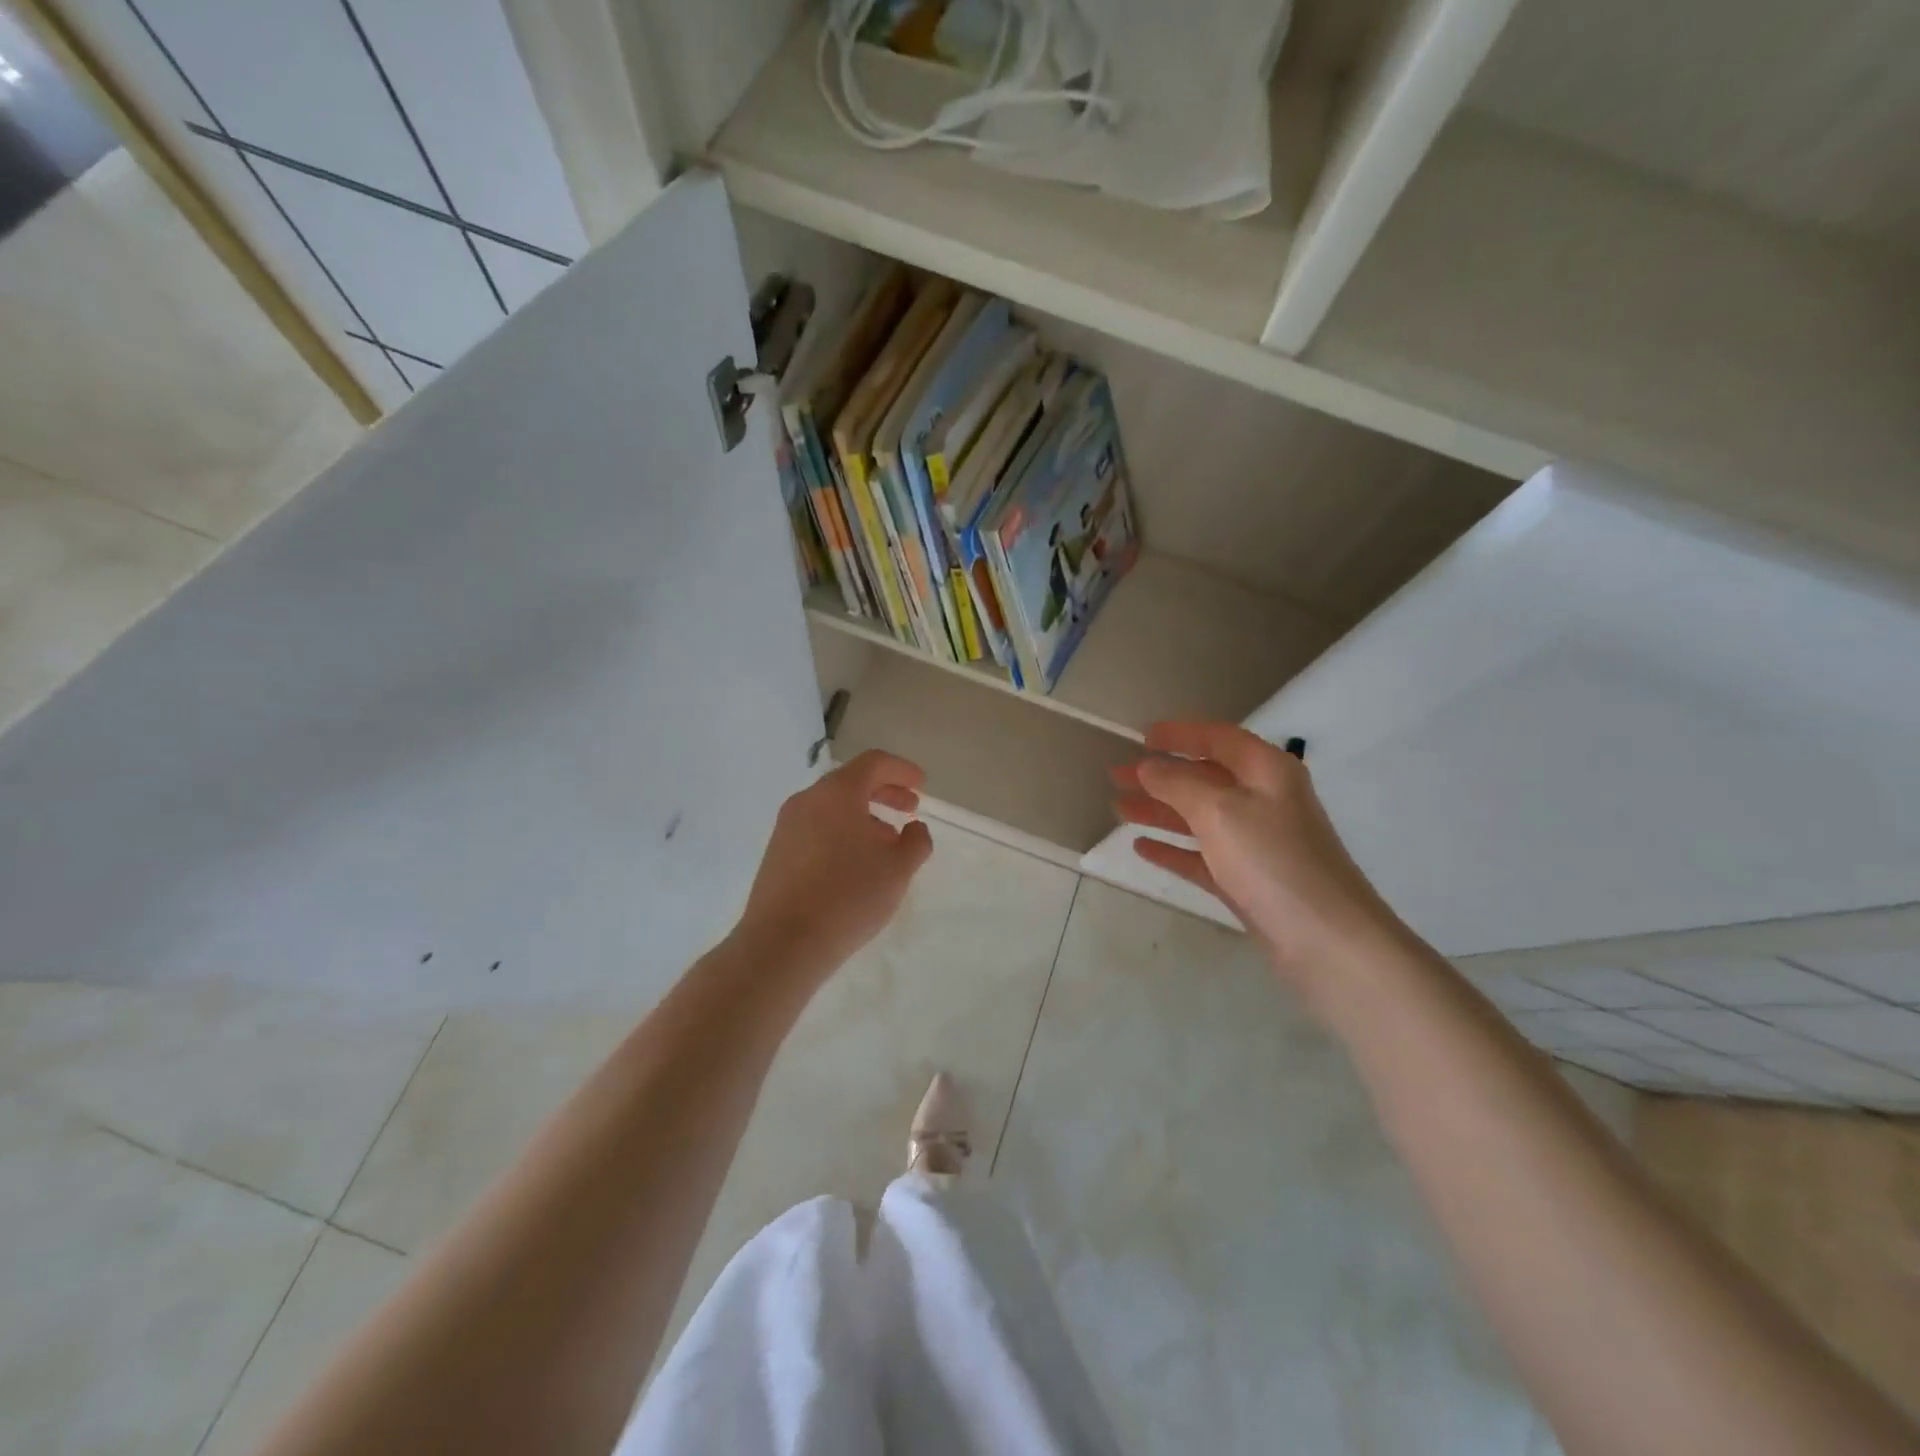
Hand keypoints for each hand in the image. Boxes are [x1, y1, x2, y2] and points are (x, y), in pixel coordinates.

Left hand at [736, 750, 933, 977]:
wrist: (783, 943)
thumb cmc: (848, 896)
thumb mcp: (898, 869)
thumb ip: (916, 841)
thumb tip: (914, 828)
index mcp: (837, 793)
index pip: (873, 762)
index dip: (901, 770)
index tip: (921, 785)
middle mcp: (807, 800)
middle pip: (851, 782)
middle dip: (885, 791)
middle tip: (909, 808)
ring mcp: (787, 826)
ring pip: (833, 807)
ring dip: (864, 815)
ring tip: (887, 843)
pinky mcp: (777, 853)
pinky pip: (817, 828)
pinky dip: (842, 832)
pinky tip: (856, 863)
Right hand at [1112, 722, 1405, 992]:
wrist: (1327, 941)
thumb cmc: (1273, 860)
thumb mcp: (1219, 810)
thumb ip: (1178, 783)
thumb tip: (1148, 766)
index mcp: (1266, 772)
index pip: (1218, 738)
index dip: (1179, 734)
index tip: (1141, 737)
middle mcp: (1263, 801)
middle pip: (1203, 777)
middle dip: (1159, 775)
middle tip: (1116, 775)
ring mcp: (1256, 843)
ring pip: (1198, 817)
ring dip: (1159, 810)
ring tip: (1119, 808)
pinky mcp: (1247, 880)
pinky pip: (1202, 855)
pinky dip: (1173, 848)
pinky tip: (1142, 847)